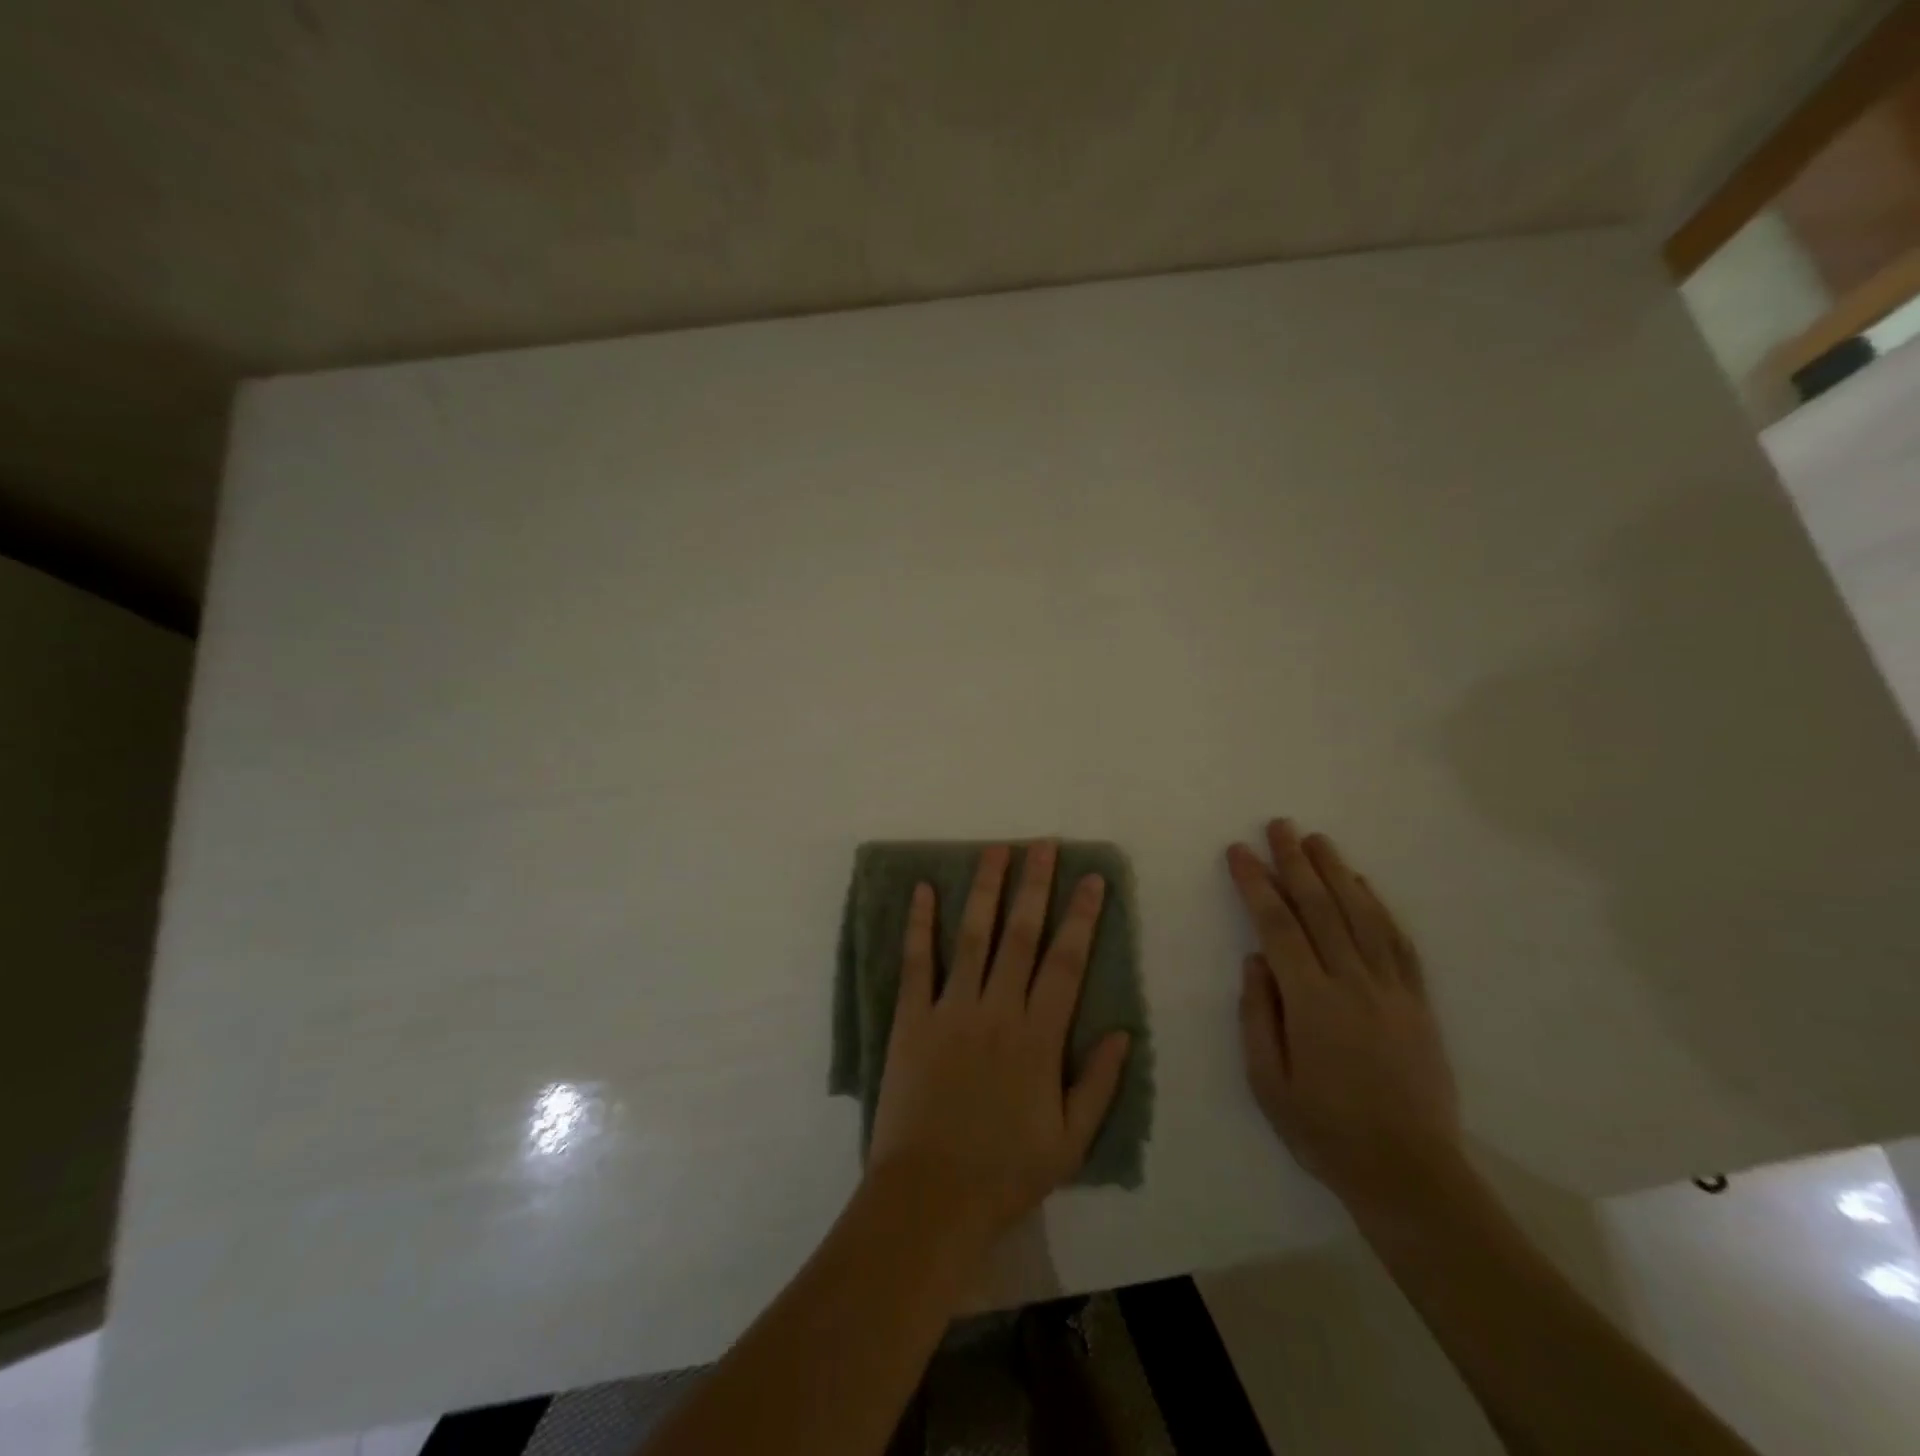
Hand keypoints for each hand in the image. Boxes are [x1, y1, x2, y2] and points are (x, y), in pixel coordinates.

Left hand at [867, 842, 1132, 1249]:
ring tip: (994, 850)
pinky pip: (917, 963)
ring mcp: (951, 1009)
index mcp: (1039, 1036)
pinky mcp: (912, 1019)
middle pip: (1022, 934)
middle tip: (1042, 844)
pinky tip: (922, 890)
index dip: (1081, 915)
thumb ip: (1099, 1083)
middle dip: (1035, 885)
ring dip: (985, 889)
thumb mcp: (1071, 1141)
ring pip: (973, 935)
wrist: (930, 1197)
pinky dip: (919, 924)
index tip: (1091, 878)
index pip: (1067, 961)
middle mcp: (998, 1009)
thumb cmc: (1006, 1173)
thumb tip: (1124, 1032)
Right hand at [1227, 820, 1461, 1217]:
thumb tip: (1254, 960)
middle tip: (1278, 826)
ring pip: (1361, 915)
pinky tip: (1362, 885)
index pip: (1277, 926)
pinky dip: (1379, 907)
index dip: (1256, 884)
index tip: (1239, 852)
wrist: (1410, 1173)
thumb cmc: (1324, 1131)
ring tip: (1316, 840)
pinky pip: (1398, 943)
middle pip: (1321, 909)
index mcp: (1311, 1003)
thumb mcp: (1267, 1083)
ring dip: (1337, 872)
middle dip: (1295, 862)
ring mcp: (1391, 990)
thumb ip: (1256, 1015)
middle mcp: (1353, 984)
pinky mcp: (1418, 1002)